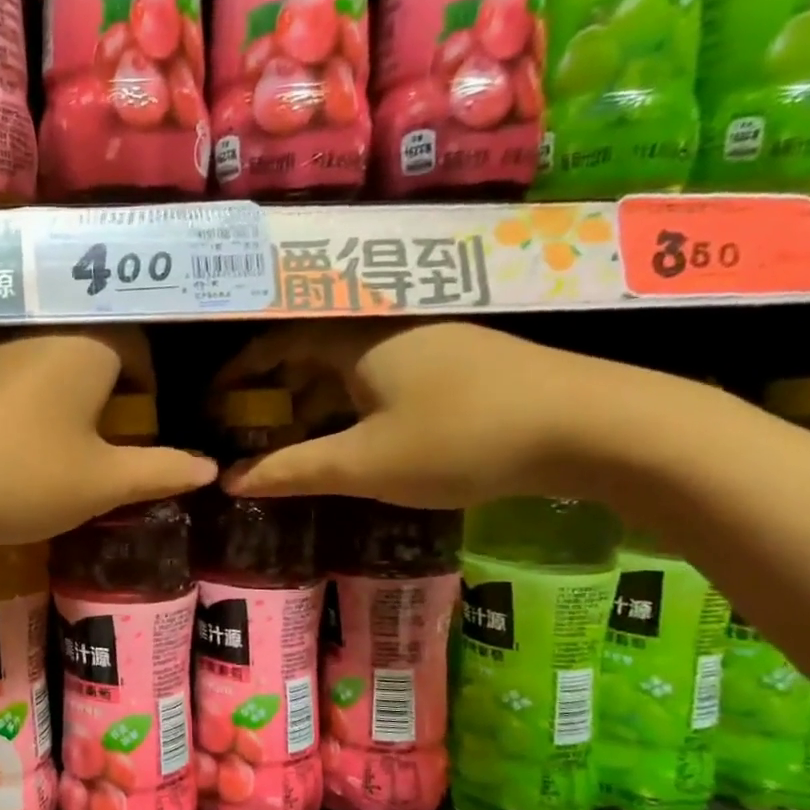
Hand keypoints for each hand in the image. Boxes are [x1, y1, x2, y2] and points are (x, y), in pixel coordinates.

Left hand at [0, 329, 216, 547]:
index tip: (143, 425)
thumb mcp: (100, 484)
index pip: (135, 344)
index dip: (148, 383)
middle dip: (103, 394)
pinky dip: (15, 410)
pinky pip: (1, 383)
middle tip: (103, 445)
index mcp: (84, 347)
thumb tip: (208, 467)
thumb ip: (158, 471)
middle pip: (87, 352)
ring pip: (41, 367)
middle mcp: (36, 334)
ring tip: (54, 453)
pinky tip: (2, 452)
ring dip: (57, 402)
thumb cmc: (21, 477)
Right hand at [217, 321, 639, 508]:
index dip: (240, 369)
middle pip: (313, 351)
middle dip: (276, 390)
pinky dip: (356, 405)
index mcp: (358, 339)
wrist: (595, 425)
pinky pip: (385, 378)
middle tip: (251, 429)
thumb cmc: (461, 438)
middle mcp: (390, 328)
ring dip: (317, 401)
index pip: (278, 340)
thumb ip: (292, 471)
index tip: (215, 400)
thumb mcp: (365, 464)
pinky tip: (361, 439)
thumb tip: (228, 482)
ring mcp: (432, 342)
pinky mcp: (463, 364)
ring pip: (353, 367)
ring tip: (297, 442)